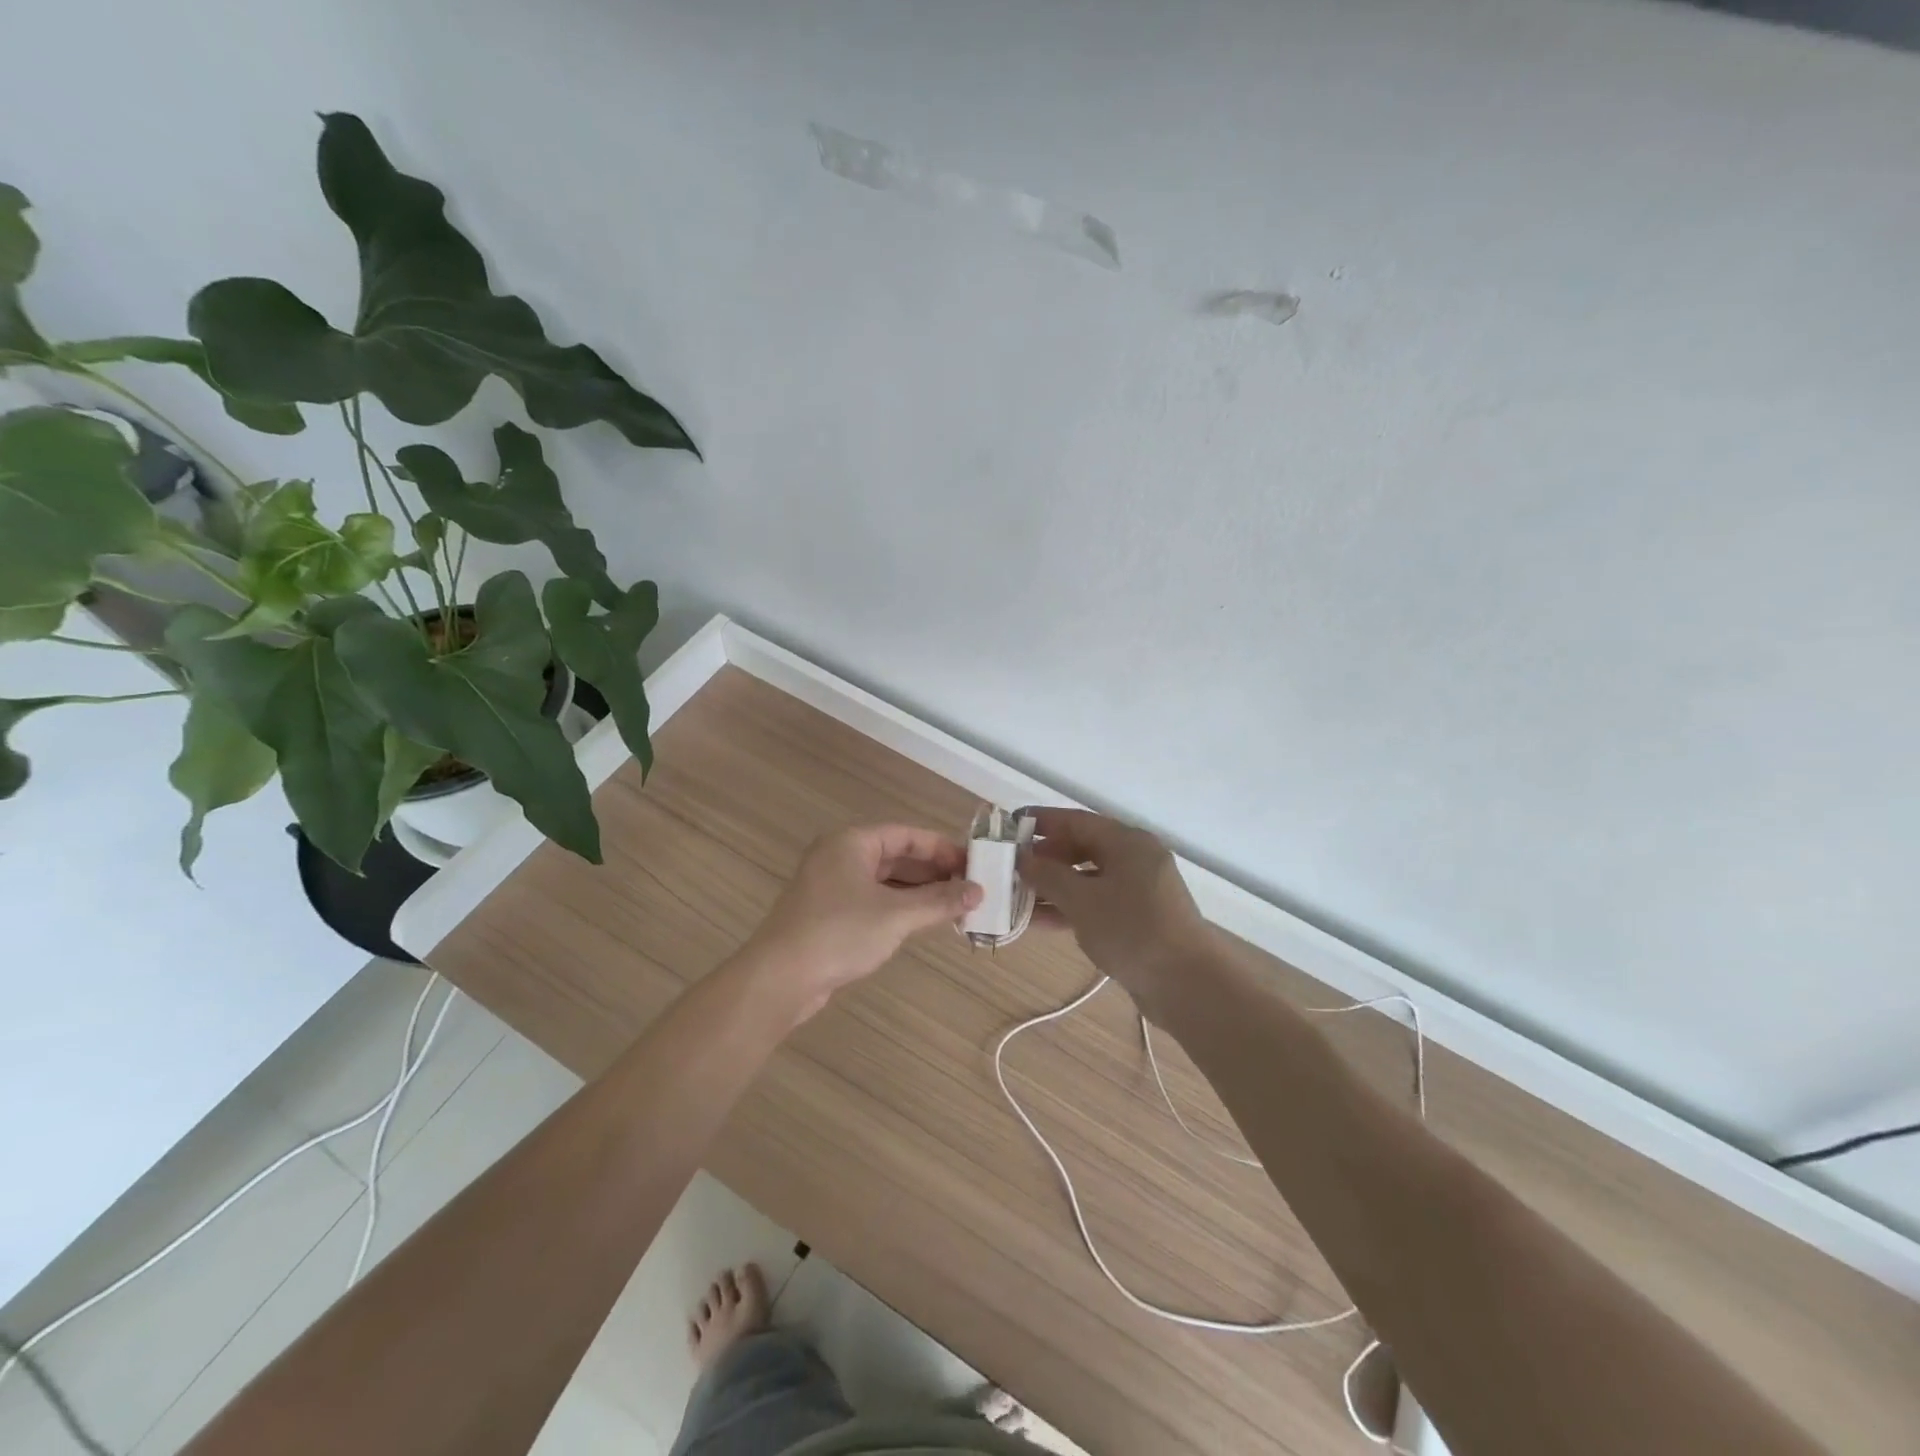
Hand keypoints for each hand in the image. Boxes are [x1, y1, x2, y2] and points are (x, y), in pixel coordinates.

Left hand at [744, 824, 981, 1016]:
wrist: (779, 978)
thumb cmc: (839, 933)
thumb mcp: (896, 916)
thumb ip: (939, 901)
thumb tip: (978, 892)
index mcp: (852, 842)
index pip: (907, 835)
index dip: (942, 848)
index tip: (974, 864)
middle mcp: (840, 857)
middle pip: (896, 856)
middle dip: (934, 872)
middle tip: (970, 887)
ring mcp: (832, 886)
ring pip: (886, 881)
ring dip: (919, 892)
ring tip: (955, 906)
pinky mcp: (829, 914)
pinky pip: (873, 900)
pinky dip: (900, 907)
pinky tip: (924, 921)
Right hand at [1018, 809, 1210, 1018]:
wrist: (1187, 984)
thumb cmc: (1132, 930)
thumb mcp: (1082, 900)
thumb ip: (1048, 876)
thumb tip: (1022, 858)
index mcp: (1127, 842)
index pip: (1076, 821)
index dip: (1042, 821)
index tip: (1011, 824)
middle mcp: (1135, 860)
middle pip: (1082, 848)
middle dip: (1045, 857)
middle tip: (1011, 866)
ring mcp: (1138, 891)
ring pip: (1087, 879)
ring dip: (1053, 887)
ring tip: (1016, 896)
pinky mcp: (1137, 920)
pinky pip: (1096, 903)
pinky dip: (1069, 908)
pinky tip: (1037, 922)